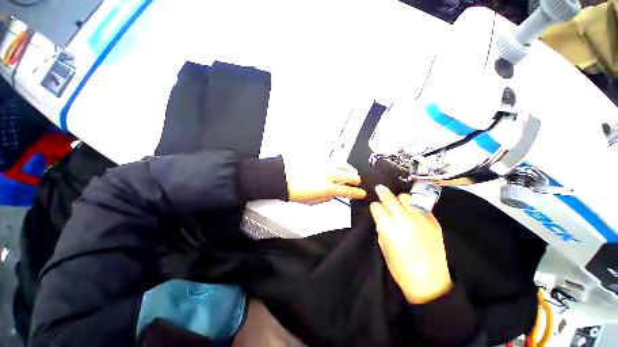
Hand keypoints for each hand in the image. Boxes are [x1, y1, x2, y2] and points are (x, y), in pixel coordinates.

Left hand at [284, 158, 366, 203]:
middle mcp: (328, 174)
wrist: (282, 177)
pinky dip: (334, 165)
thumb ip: (326, 197)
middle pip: (349, 175)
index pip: (347, 190)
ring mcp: (323, 164)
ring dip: (347, 169)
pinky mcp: (318, 158)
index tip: (361, 192)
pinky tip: (331, 167)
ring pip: (342, 164)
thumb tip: (333, 194)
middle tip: (357, 180)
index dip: (357, 192)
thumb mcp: (313, 201)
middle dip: (356, 178)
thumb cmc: (294, 190)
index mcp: (327, 188)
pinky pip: (330, 160)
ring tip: (346, 172)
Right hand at [370, 185, 451, 303]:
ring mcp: (420, 218)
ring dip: (400, 199)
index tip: (376, 209)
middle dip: (383, 191)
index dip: (375, 207)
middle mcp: (403, 218)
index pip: (377, 207)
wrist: (429, 280)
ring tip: (399, 203)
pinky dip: (414, 206)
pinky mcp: (433, 220)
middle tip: (380, 188)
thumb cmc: (400, 267)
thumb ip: (381, 227)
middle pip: (390, 197)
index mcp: (388, 227)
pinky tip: (412, 212)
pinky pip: (420, 206)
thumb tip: (382, 215)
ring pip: (406, 197)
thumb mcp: (383, 245)